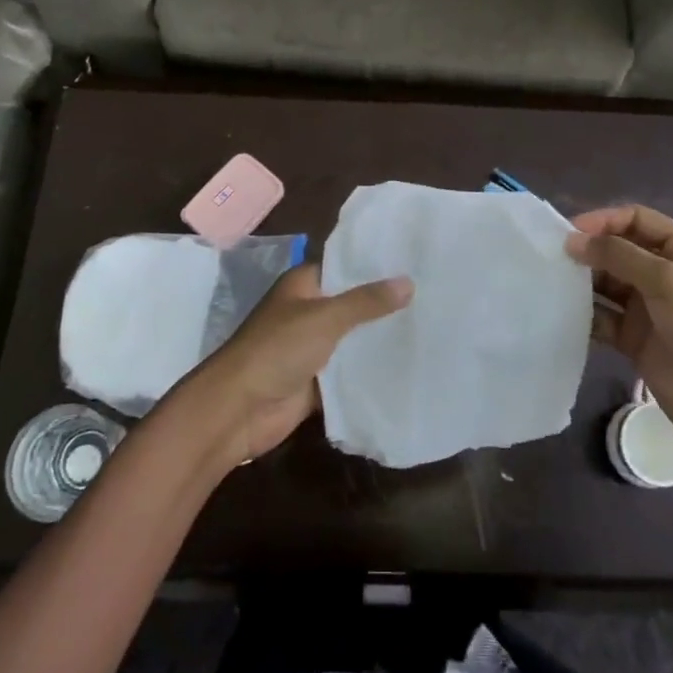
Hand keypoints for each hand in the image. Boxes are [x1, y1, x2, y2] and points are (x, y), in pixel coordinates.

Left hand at [180, 263, 411, 466]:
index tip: (414, 262)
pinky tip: (407, 367)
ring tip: (430, 329)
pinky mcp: (316, 382)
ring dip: (379, 339)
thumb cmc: (277, 350)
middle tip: (433, 297)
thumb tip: (408, 282)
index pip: (344, 266)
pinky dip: (369, 372)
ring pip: (353, 340)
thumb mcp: (325, 318)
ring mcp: (311, 348)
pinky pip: (349, 373)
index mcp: (303, 286)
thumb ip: (366, 302)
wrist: (238, 409)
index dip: (375, 265)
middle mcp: (307, 312)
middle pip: (352, 304)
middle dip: (384, 304)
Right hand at [567, 205, 672, 446]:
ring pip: (606, 283)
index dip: (604, 220)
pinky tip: (560, 311)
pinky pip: (602, 316)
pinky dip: (584, 313)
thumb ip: (619, 256)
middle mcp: (664, 273)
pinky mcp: (633, 337)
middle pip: (618, 250)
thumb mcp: (667, 281)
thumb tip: (574, 240)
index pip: (637, 220)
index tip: (571, 232)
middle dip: (589, 250)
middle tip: (553, 257)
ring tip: (551, 281)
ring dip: (582, 281)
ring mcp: (647, 306)